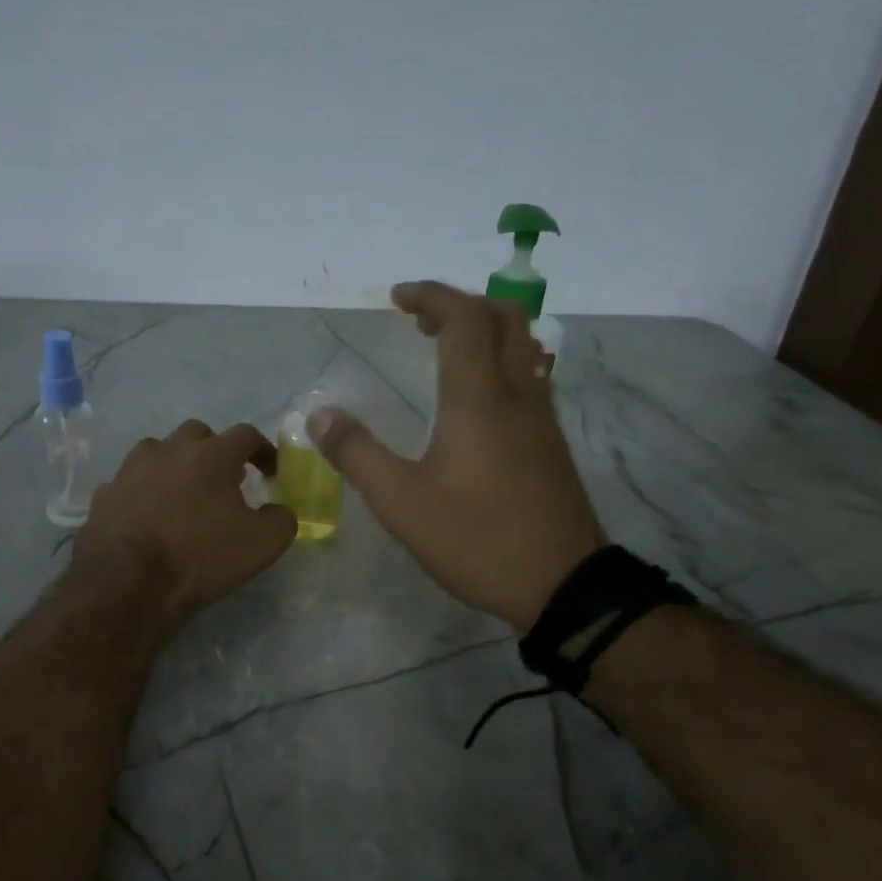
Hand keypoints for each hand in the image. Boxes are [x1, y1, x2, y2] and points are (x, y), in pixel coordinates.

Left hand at [75, 419, 296, 625]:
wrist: (127, 584)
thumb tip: (278, 510)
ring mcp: (131, 469)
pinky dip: (142, 492)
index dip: (263, 450)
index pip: (246, 435)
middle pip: (197, 434)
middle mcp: (169, 450)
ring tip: (181, 494)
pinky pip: (129, 483)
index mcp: (211, 455)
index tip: (269, 472)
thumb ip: (281, 519)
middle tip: (222, 480)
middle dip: (214, 451)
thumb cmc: (201, 557)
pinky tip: (147, 516)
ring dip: (174, 465)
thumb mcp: (262, 544)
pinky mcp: (104, 494)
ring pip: (157, 451)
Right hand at [309, 282, 605, 627]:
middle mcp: (518, 394)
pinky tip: (479, 395)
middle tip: (422, 320)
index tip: (397, 298)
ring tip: (446, 348)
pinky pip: (531, 376)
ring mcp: (542, 418)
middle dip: (462, 304)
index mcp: (479, 398)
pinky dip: (502, 360)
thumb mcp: (401, 502)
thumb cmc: (476, 539)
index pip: (463, 319)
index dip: (431, 296)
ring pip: (524, 345)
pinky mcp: (552, 442)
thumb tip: (320, 415)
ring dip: (486, 330)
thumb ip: (357, 454)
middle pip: (505, 317)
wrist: (561, 584)